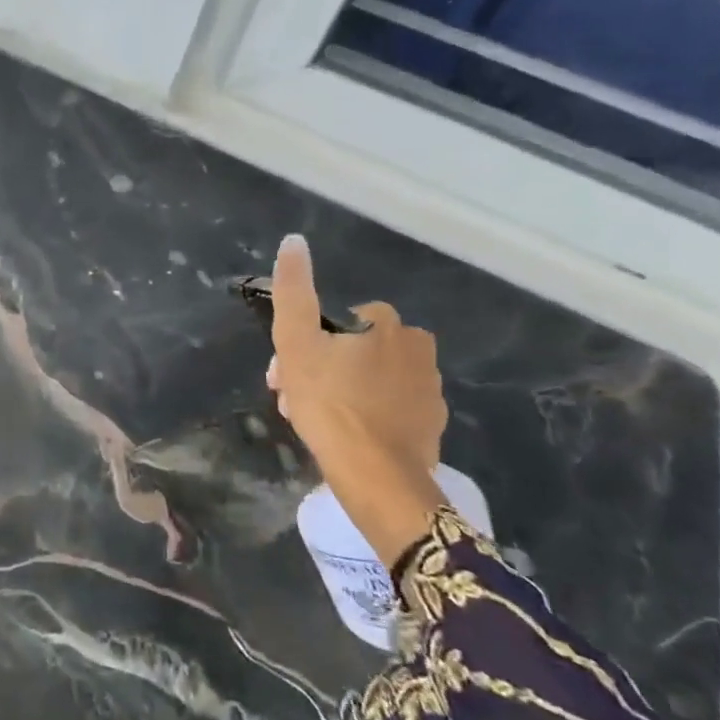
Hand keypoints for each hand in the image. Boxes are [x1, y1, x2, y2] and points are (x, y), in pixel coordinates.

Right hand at [267, 234, 446, 564]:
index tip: (286, 372)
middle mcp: (418, 351)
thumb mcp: (296, 342)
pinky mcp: (433, 428)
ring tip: (315, 422)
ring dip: (341, 392)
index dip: (307, 343)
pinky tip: (346, 437)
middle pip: (355, 351)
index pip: (339, 321)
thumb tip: (294, 241)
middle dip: (321, 370)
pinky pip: (390, 410)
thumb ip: (294, 290)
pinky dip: (367, 416)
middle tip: (295, 401)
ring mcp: (430, 392)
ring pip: (371, 380)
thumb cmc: (330, 404)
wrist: (377, 478)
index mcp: (388, 326)